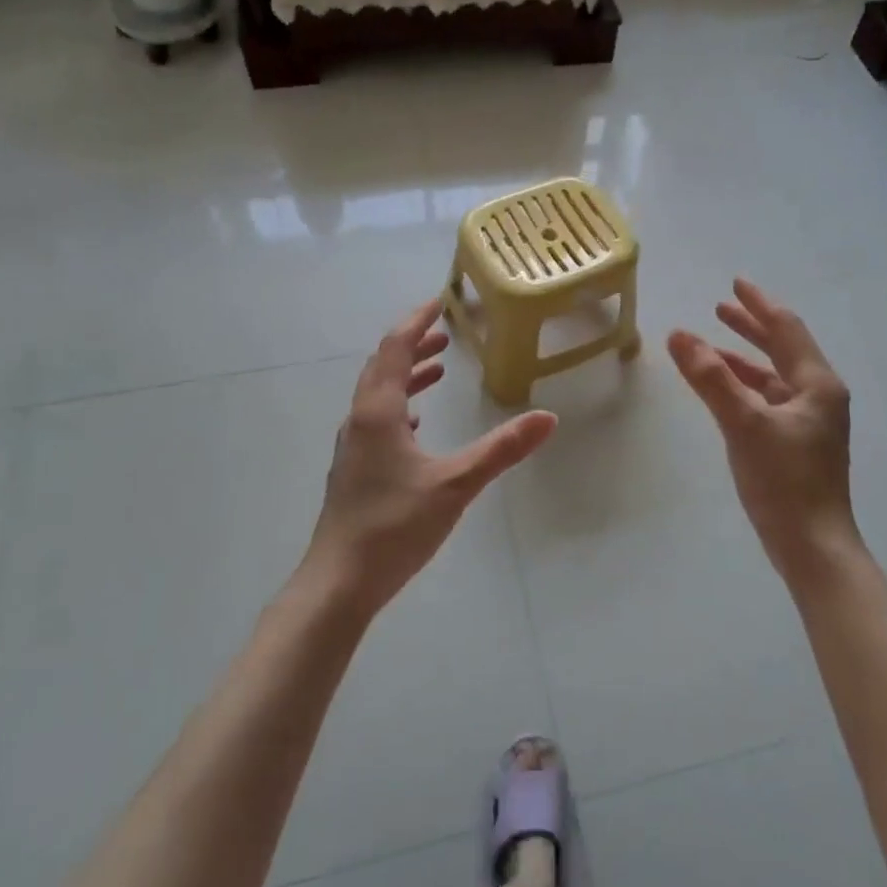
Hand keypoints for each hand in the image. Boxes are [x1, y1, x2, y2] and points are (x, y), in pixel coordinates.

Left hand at [304, 299, 557, 615]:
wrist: (339, 583)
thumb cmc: (393, 527)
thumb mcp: (455, 485)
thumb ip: (501, 450)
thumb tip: (548, 418)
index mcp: (378, 413)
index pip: (395, 349)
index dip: (416, 323)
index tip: (438, 303)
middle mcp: (360, 421)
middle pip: (383, 367)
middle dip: (412, 345)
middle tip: (444, 335)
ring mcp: (353, 447)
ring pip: (378, 395)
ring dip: (406, 374)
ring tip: (437, 368)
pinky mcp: (355, 471)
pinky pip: (377, 421)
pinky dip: (400, 406)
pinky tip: (417, 425)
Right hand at [668, 280, 862, 590]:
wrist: (812, 546)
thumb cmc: (784, 482)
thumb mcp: (744, 424)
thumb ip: (711, 378)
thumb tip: (679, 335)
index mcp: (817, 384)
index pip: (786, 329)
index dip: (758, 304)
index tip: (735, 283)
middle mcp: (818, 396)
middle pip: (783, 348)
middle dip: (751, 327)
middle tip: (720, 306)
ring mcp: (809, 421)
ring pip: (773, 376)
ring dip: (743, 358)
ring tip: (711, 346)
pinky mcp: (796, 444)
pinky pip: (768, 400)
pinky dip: (744, 387)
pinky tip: (723, 391)